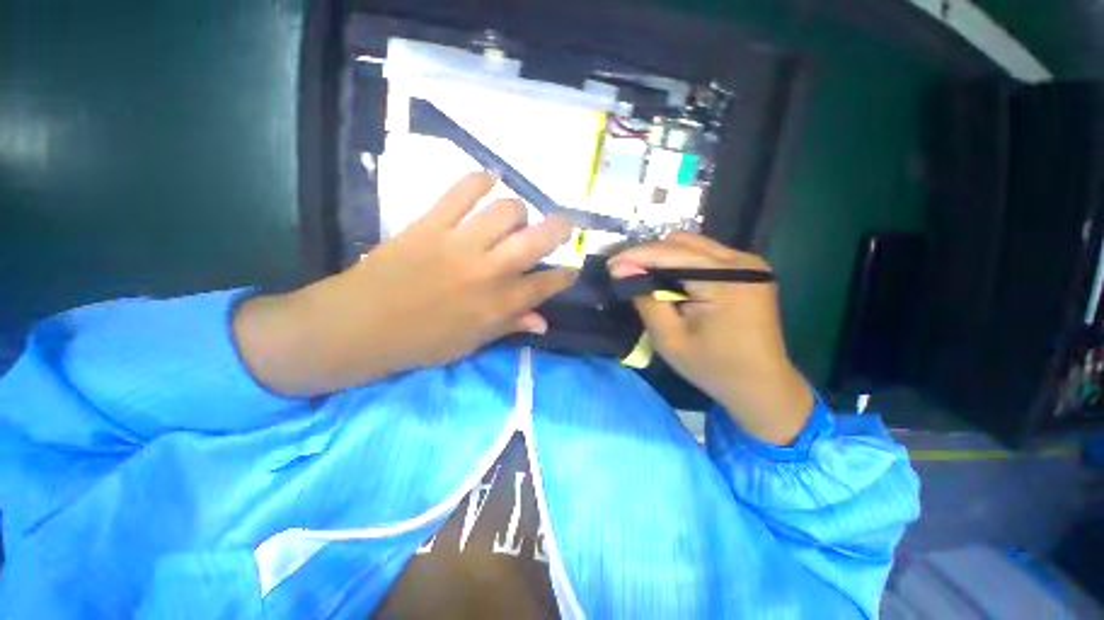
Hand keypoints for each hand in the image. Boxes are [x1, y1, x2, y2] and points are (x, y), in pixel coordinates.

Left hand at [234, 174, 576, 395]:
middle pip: (536, 240)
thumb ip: (510, 326)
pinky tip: (488, 180)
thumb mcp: (472, 343)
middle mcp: (488, 271)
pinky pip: (460, 191)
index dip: (565, 276)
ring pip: (505, 210)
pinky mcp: (431, 224)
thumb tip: (543, 322)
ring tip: (515, 216)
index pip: (545, 285)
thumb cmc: (422, 342)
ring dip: (518, 210)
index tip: (573, 269)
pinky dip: (479, 181)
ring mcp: (459, 244)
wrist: (360, 326)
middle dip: (559, 229)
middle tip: (563, 226)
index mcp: (498, 305)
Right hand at [610, 233, 812, 445]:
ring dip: (664, 257)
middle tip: (624, 271)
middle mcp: (743, 262)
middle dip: (648, 254)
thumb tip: (624, 270)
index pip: (673, 254)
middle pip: (683, 243)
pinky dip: (680, 262)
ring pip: (694, 245)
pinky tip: (667, 278)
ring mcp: (750, 263)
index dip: (637, 256)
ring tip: (641, 275)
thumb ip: (647, 300)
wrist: (762, 385)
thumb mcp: (670, 339)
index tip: (610, 265)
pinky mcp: (749, 270)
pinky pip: (705, 255)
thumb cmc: (713, 368)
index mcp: (728, 280)